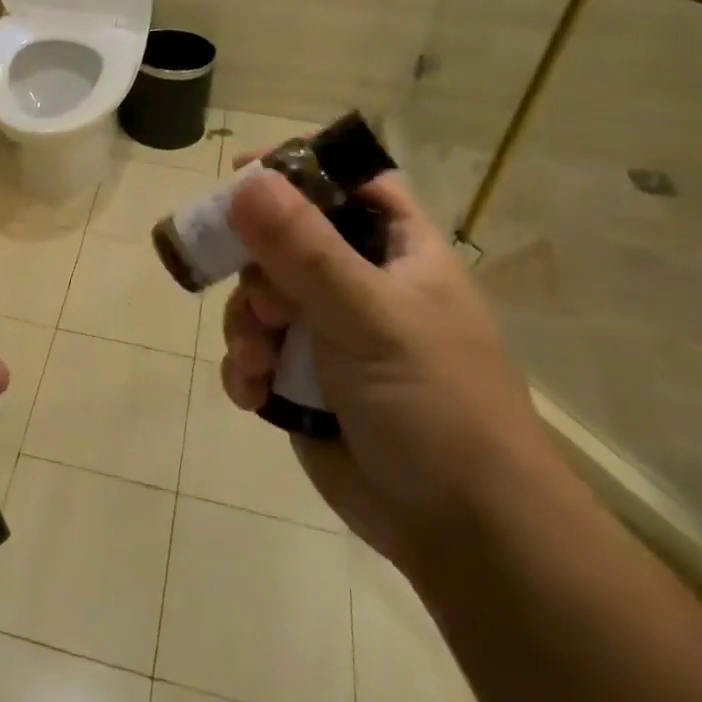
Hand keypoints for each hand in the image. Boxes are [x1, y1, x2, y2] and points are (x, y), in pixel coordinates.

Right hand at [221, 167, 545, 568]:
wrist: (461, 531)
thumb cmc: (434, 404)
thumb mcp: (368, 316)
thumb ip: (304, 249)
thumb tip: (246, 181)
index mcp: (397, 252)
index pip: (349, 184)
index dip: (299, 170)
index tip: (241, 174)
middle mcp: (361, 284)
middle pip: (284, 242)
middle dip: (257, 272)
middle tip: (264, 305)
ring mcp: (330, 335)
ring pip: (260, 300)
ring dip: (245, 327)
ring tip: (256, 362)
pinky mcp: (305, 381)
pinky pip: (255, 351)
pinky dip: (245, 367)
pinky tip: (253, 392)